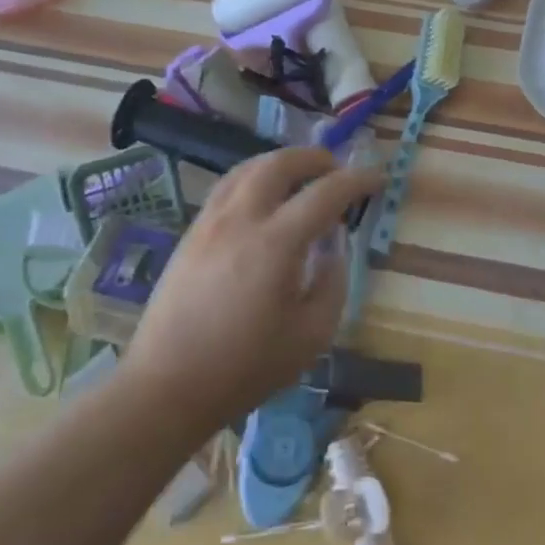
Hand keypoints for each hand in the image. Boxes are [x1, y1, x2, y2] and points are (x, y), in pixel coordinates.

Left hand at [120, 146, 383, 430]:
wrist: (167, 386)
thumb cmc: (245, 368)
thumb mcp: (311, 336)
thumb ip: (332, 285)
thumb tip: (333, 251)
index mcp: (276, 243)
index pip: (325, 193)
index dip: (356, 180)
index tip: (377, 178)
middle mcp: (241, 219)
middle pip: (279, 163)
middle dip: (314, 158)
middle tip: (336, 169)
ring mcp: (210, 222)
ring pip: (247, 168)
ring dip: (280, 163)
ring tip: (300, 176)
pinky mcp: (190, 234)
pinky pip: (227, 187)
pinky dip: (254, 178)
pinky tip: (262, 199)